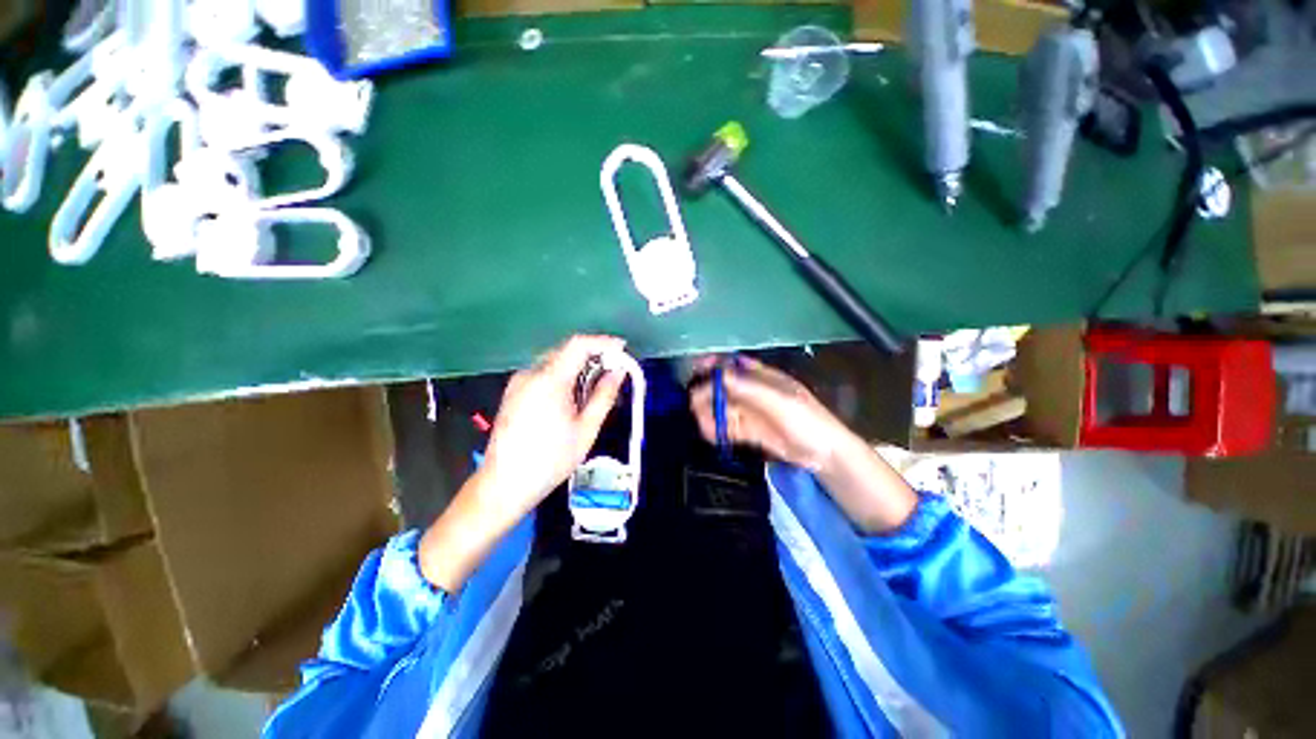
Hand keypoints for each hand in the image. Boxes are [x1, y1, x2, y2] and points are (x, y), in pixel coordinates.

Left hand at [482, 334, 626, 516]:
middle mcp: (530, 374)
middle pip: (566, 351)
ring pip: (555, 363)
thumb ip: (604, 395)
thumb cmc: (551, 460)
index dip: (603, 343)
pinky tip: (571, 399)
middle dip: (592, 357)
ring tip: (594, 389)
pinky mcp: (513, 392)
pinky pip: (543, 375)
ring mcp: (518, 382)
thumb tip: (618, 372)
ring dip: (578, 368)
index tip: (621, 351)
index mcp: (549, 380)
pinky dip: (562, 378)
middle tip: (613, 373)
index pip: (578, 345)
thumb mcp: (586, 429)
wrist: (504, 484)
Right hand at [689, 356, 850, 471]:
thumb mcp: (778, 401)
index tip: (696, 368)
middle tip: (695, 406)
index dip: (714, 365)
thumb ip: (748, 389)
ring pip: (722, 408)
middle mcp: (752, 392)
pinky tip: (711, 434)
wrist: (823, 453)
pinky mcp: (749, 431)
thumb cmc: (805, 419)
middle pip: (722, 388)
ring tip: (705, 427)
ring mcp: (750, 412)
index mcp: (762, 377)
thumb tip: (719, 375)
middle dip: (707, 395)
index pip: (733, 365)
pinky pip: (727, 427)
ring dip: (710, 415)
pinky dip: (716, 429)